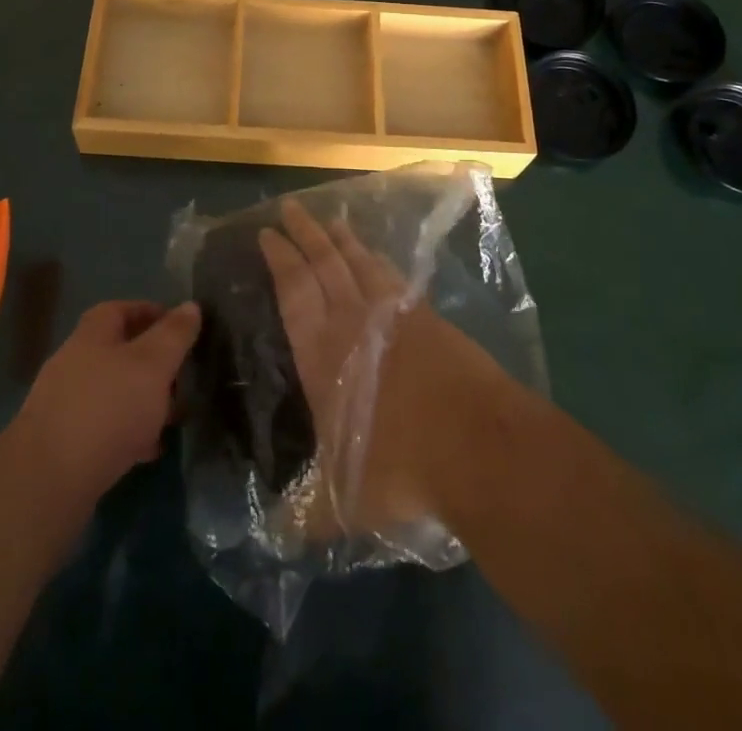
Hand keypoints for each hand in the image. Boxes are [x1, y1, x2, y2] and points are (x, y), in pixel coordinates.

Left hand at [9, 300, 202, 504]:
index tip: (180, 328)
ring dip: (142, 400)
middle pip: (117, 351)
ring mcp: (64, 403)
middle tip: (181, 378)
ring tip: (170, 418)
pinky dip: (127, 432)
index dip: (151, 312)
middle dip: (152, 362)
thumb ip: (174, 335)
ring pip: (112, 391)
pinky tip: (146, 450)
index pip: (121, 309)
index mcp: (92, 335)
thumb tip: (191, 305)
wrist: (47, 482)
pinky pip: (102, 427)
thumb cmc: (108, 408)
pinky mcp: (62, 442)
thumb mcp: (153, 364)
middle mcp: (74, 362)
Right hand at [258, 199, 496, 534]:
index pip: (294, 292)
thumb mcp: (344, 501)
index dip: (280, 259)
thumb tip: (278, 535)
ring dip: (343, 240)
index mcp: (322, 355)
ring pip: (361, 264)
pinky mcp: (429, 319)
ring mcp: (395, 316)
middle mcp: (354, 323)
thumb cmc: (399, 466)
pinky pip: (394, 279)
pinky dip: (380, 262)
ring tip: (332, 220)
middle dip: (305, 234)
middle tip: (291, 207)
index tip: (267, 233)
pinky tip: (379, 261)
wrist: (474, 444)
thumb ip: (308, 512)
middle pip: (324, 264)